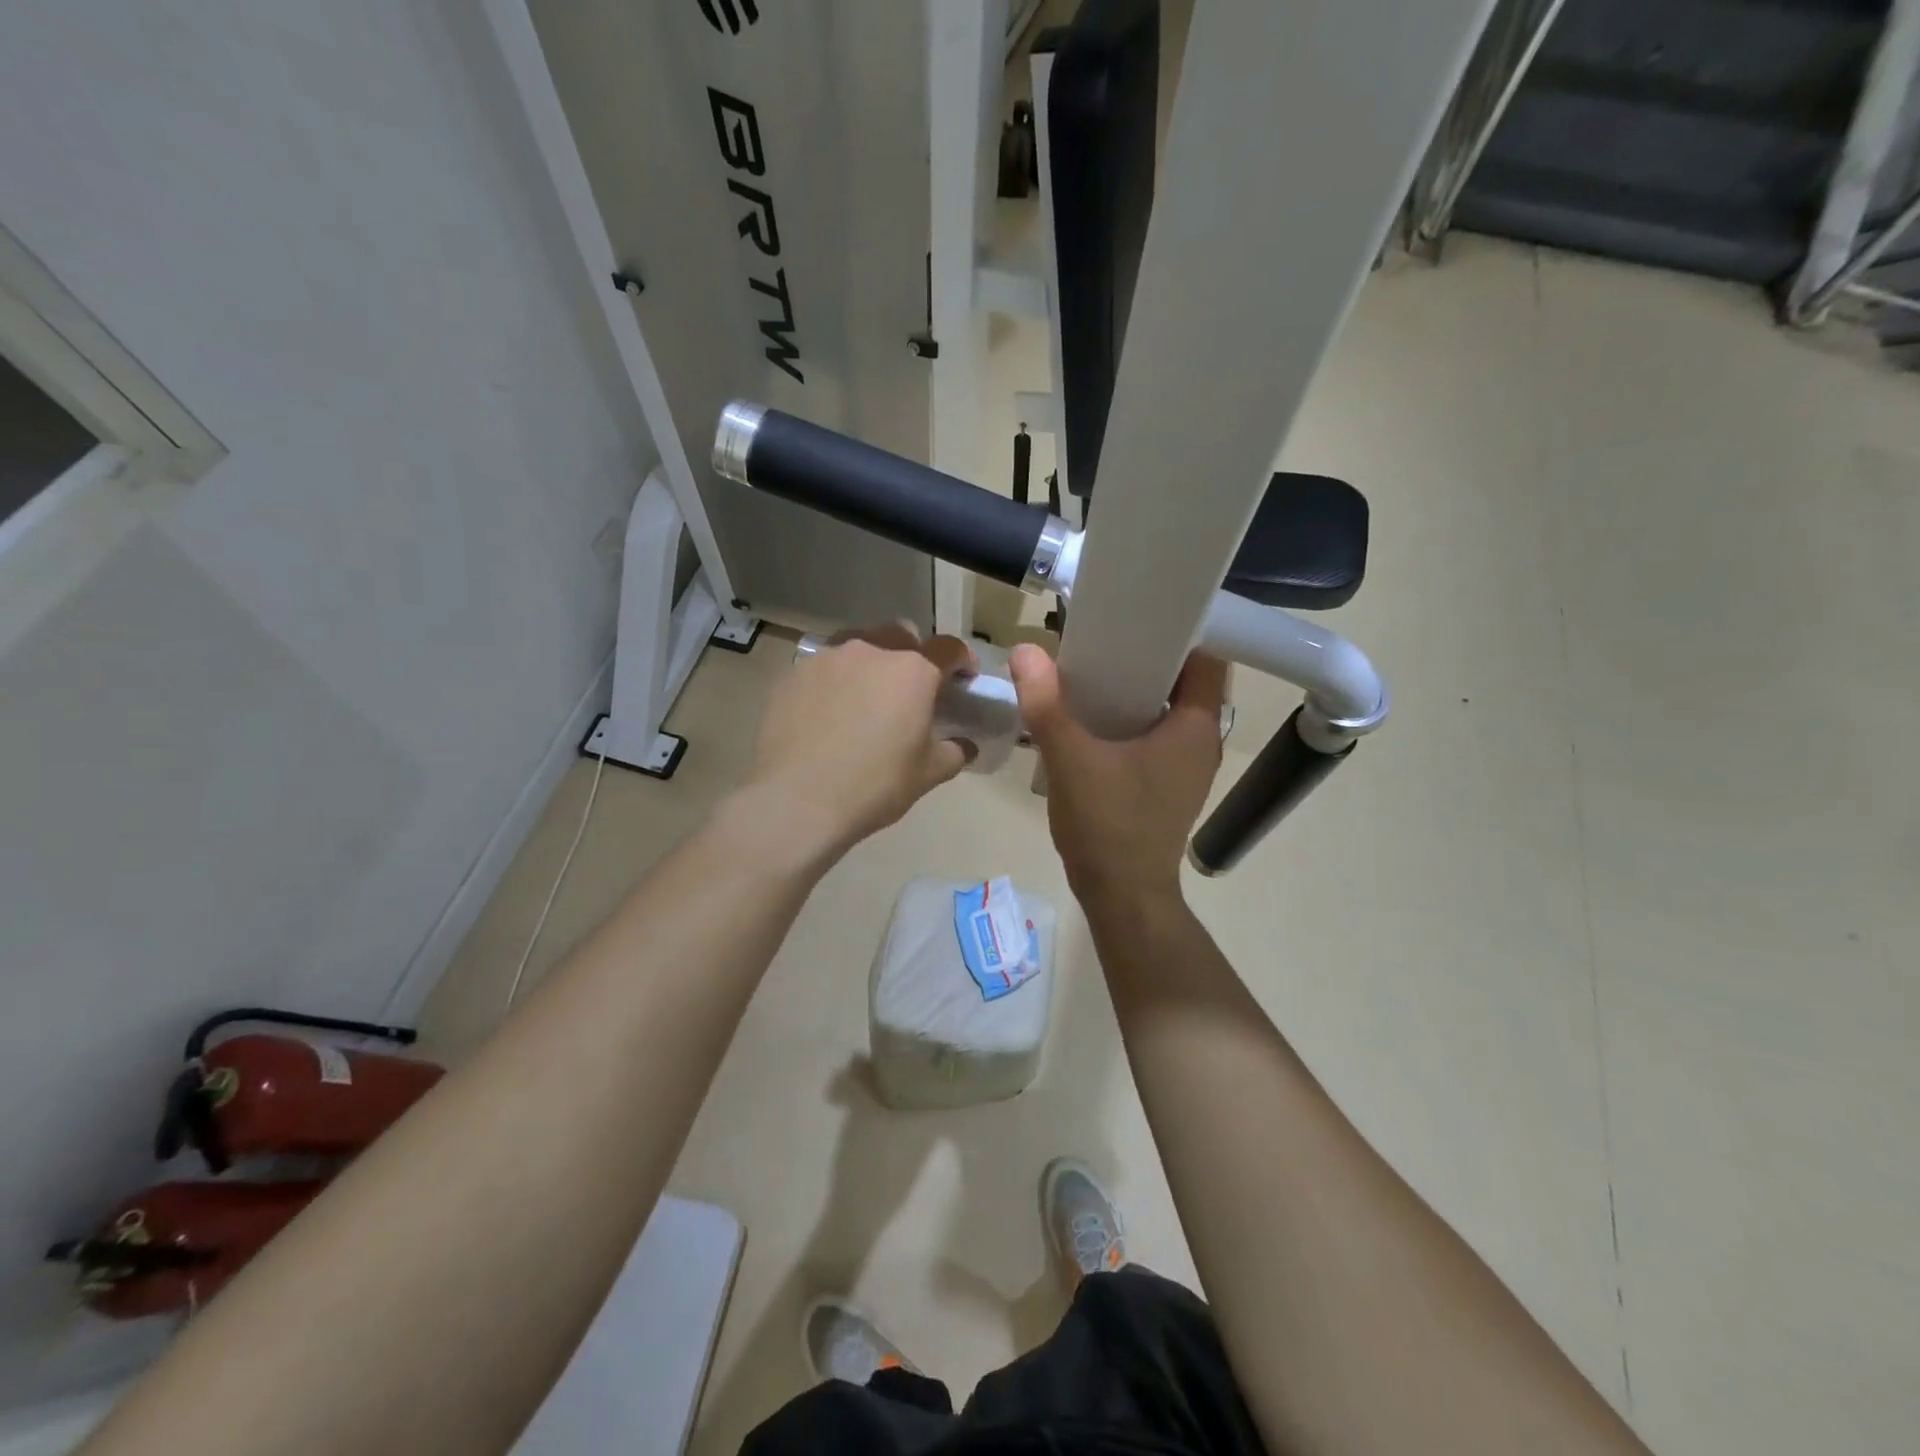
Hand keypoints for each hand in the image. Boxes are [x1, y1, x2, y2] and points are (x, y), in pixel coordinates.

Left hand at [738, 625, 975, 860]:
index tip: (963, 677)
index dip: (961, 660)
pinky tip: (828, 712)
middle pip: (901, 635)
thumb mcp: (928, 774)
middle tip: (910, 689)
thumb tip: (965, 745)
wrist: (797, 799)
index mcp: (913, 671)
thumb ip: (954, 752)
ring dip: (870, 664)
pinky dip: (834, 682)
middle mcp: (872, 650)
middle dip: (913, 654)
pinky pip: (824, 667)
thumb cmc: (874, 785)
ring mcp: (828, 657)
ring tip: (865, 698)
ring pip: (859, 646)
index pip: (948, 649)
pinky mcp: (794, 673)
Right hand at [1009, 644, 1226, 906]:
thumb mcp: (1070, 759)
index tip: (1138, 612)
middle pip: (1182, 679)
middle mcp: (1200, 740)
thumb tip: (1024, 651)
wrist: (1121, 895)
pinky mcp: (1167, 783)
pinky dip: (1129, 718)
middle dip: (1145, 655)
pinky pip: (1153, 734)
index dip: (1178, 628)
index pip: (1206, 657)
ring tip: (1091, 667)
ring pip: (1165, 708)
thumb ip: (1046, 704)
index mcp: (1194, 726)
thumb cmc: (1108, 825)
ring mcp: (1185, 765)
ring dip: (1134, 688)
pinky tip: (1091, 715)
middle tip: (1102, 635)